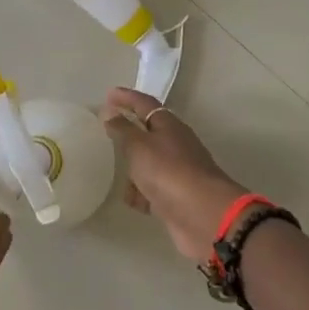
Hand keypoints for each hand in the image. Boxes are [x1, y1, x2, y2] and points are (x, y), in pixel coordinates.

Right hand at [102, 87, 248, 259]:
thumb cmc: (168, 172)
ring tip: (112, 170)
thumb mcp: (139, 146)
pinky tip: (131, 200)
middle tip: (106, 132)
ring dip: (134, 167)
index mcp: (169, 126)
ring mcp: (177, 172)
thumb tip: (110, 111)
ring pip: (150, 164)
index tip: (109, 94)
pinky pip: (152, 190)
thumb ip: (123, 129)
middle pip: (149, 134)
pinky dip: (141, 193)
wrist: (202, 214)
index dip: (127, 98)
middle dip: (129, 133)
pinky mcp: (176, 198)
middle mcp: (175, 145)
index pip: (145, 104)